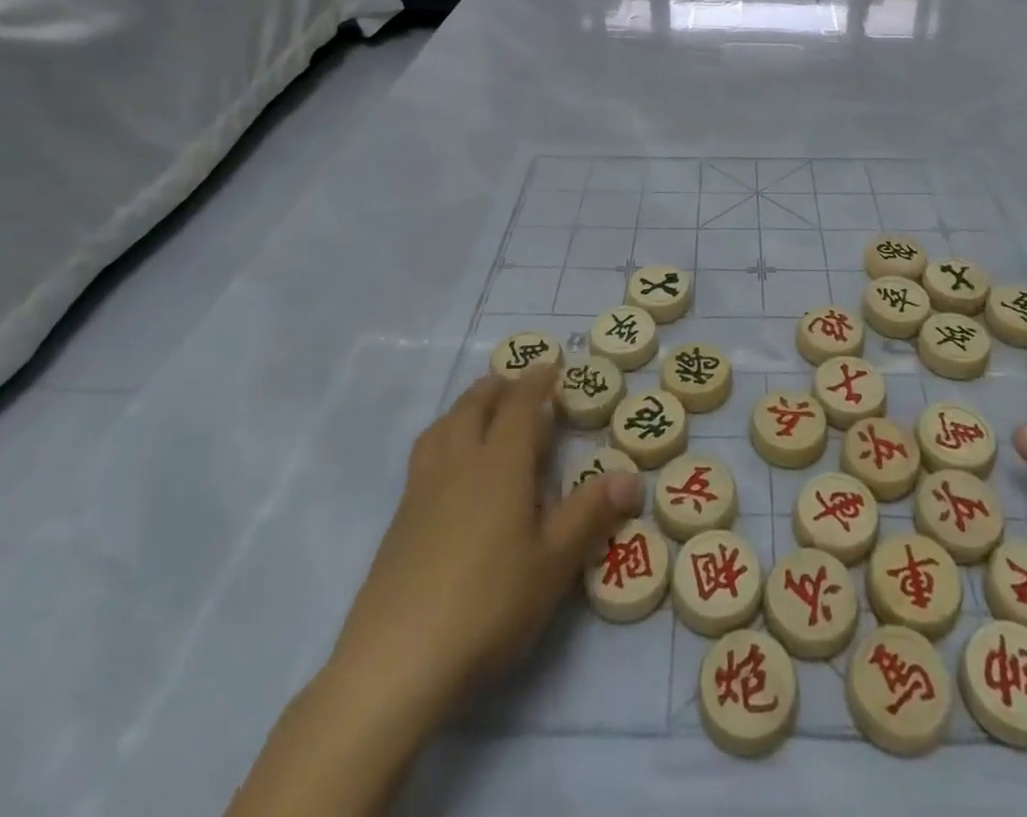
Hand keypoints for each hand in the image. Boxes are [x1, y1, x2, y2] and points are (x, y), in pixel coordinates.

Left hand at [326, 365, 642, 717]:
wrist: (395, 661)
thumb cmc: (488, 604)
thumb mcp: (553, 563)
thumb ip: (590, 514)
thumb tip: (631, 475)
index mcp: (499, 463)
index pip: (519, 404)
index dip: (537, 381)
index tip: (551, 365)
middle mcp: (458, 462)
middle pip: (475, 405)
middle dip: (499, 387)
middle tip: (519, 385)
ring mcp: (422, 489)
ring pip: (443, 426)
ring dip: (466, 408)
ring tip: (482, 413)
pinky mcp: (399, 520)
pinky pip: (426, 455)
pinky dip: (444, 438)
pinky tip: (452, 471)